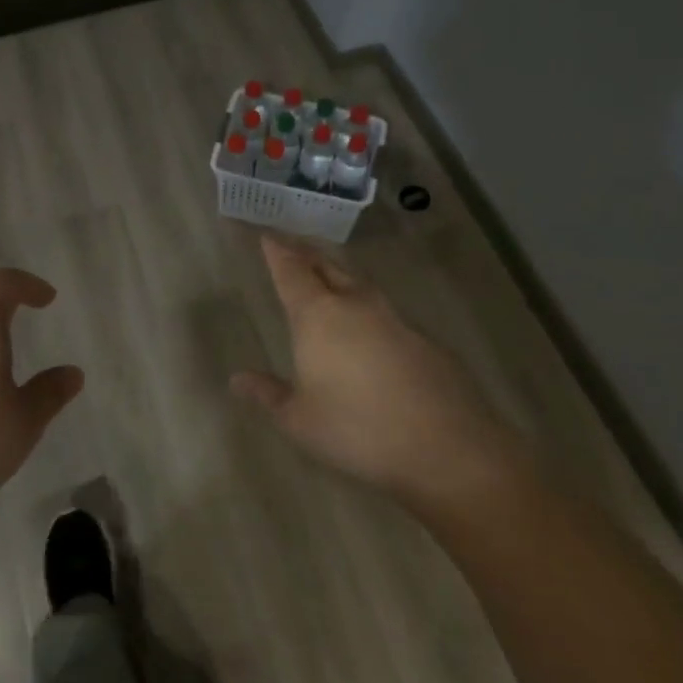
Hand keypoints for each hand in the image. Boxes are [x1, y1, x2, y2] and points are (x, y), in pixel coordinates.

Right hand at [232, 234, 522, 509]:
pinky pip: (386, 311)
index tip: (268, 237)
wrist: (445, 445)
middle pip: (327, 267)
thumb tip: (237, 379)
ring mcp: (395, 319)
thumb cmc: (357, 429)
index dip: (277, 253)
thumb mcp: (300, 420)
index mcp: (318, 316)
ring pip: (359, 284)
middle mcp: (356, 305)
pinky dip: (368, 308)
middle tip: (294, 248)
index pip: (292, 272)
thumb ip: (268, 394)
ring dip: (340, 276)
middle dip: (307, 255)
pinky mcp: (423, 339)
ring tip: (328, 277)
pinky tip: (369, 328)